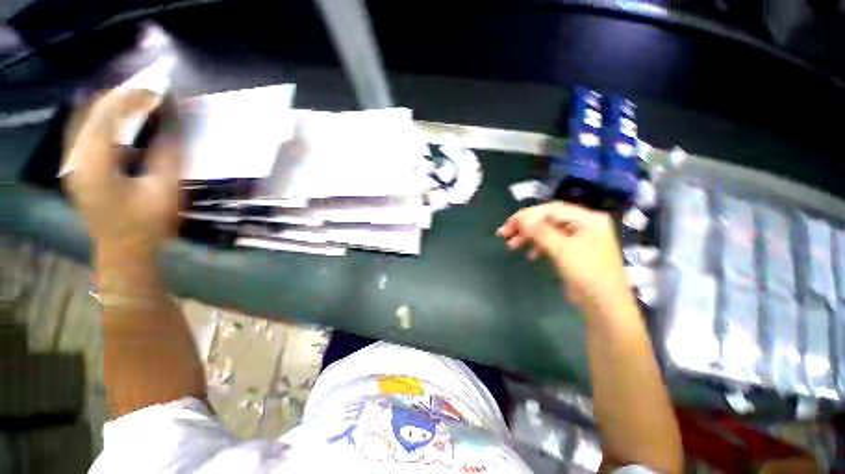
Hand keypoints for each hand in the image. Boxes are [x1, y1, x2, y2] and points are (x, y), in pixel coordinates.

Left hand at [62, 89, 181, 258]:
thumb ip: (170, 153)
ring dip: (111, 109)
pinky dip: (104, 124)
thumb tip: (179, 122)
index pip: (107, 111)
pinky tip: (121, 126)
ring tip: (138, 104)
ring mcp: (74, 165)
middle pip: (92, 112)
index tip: (160, 93)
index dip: (133, 96)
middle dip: (121, 98)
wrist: (124, 253)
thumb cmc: (147, 225)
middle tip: (150, 96)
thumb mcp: (164, 189)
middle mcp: (76, 157)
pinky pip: (86, 135)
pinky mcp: (79, 171)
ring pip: (86, 121)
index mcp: (94, 160)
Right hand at [497, 202, 628, 307]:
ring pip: (547, 231)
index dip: (527, 215)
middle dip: (525, 226)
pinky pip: (552, 243)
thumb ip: (540, 231)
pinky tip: (530, 256)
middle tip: (504, 234)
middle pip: (548, 219)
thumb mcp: (562, 249)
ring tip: (511, 246)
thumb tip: (520, 218)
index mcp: (588, 219)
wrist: (604, 306)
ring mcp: (579, 238)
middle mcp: (584, 224)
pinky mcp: (574, 251)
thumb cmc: (587, 274)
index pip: (551, 210)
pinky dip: (539, 247)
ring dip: (528, 237)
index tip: (508, 225)